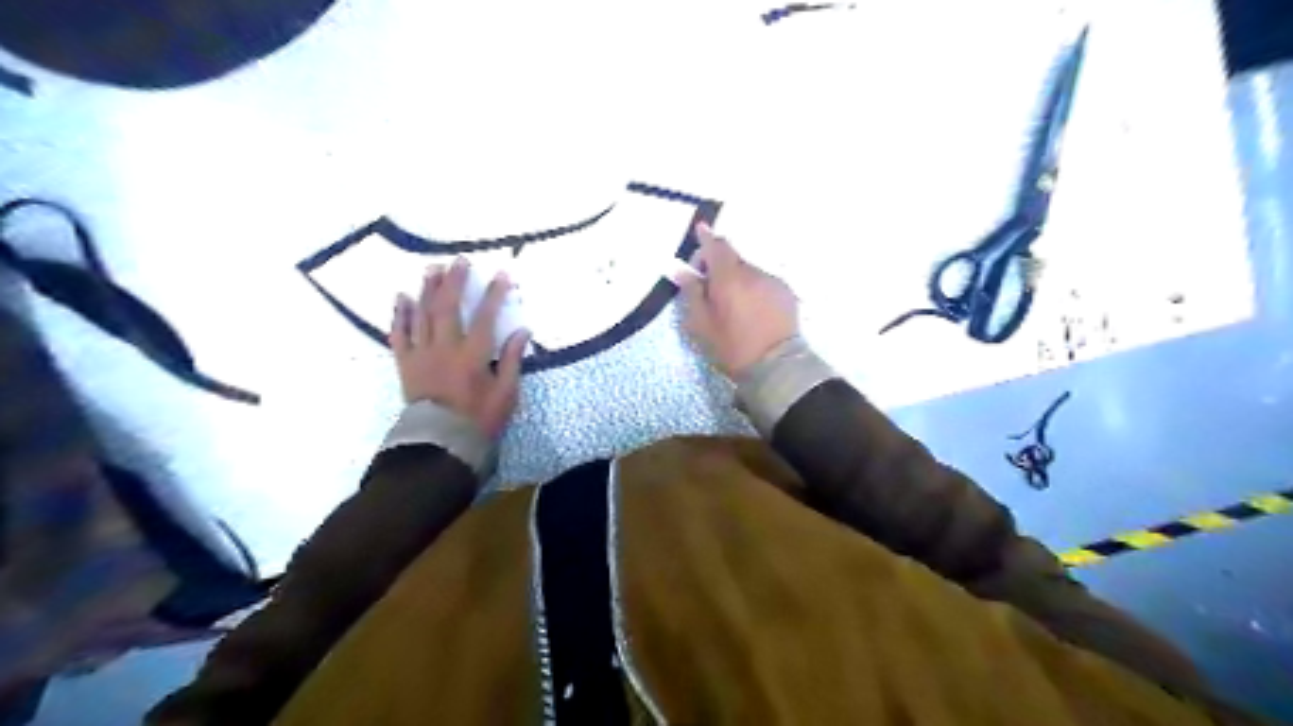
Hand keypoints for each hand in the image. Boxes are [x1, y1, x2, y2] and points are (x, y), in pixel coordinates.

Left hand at [389, 257, 530, 438]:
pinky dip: (399, 314)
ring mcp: (422, 353)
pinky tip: (401, 297)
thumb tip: (522, 331)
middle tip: (459, 261)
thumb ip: (511, 360)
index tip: (502, 275)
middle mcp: (445, 347)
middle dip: (455, 281)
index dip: (494, 294)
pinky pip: (399, 334)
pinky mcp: (405, 363)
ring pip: (422, 314)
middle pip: (448, 307)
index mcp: (472, 355)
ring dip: (427, 289)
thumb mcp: (506, 393)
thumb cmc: (478, 419)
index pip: (486, 317)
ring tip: (432, 269)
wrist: (440, 443)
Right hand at [677, 224, 800, 377]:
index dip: (706, 238)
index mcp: (729, 278)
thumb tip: (683, 271)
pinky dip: (754, 289)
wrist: (776, 366)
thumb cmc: (732, 347)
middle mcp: (753, 273)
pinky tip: (752, 310)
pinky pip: (764, 283)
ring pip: (749, 272)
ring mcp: (772, 282)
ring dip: (738, 280)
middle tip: (709, 286)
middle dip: (720, 266)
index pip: (716, 246)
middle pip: (733, 259)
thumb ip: (692, 294)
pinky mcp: (786, 293)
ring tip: (733, 305)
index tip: (699, 231)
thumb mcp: (702, 325)